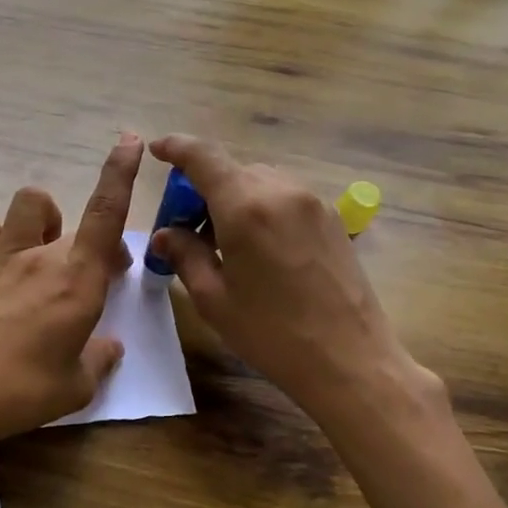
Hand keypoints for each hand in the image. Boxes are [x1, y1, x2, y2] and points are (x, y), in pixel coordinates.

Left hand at [0, 133, 142, 452]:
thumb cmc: (21, 392)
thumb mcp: (77, 387)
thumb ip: (100, 359)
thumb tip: (109, 346)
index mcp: (77, 280)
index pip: (105, 212)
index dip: (120, 172)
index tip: (130, 141)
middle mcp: (40, 256)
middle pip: (71, 218)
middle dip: (91, 238)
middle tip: (92, 275)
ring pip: (26, 205)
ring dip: (42, 220)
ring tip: (41, 252)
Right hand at [147, 134, 438, 432]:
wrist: (350, 359)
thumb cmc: (272, 334)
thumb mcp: (214, 299)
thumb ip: (186, 255)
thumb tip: (166, 234)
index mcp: (245, 207)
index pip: (203, 157)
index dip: (176, 148)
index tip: (157, 150)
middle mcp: (281, 191)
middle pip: (231, 171)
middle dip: (202, 189)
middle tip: (185, 229)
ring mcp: (312, 202)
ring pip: (259, 182)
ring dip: (233, 199)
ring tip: (223, 243)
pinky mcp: (332, 218)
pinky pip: (285, 197)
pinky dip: (261, 208)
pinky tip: (257, 249)